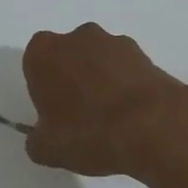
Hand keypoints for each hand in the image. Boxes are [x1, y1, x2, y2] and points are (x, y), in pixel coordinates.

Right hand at [21, 24, 187, 176]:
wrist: (152, 127)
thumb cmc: (88, 132)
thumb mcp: (47, 150)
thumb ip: (37, 140)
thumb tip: (42, 138)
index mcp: (43, 53)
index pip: (35, 64)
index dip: (43, 89)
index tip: (52, 112)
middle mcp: (76, 38)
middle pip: (68, 56)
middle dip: (71, 78)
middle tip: (79, 115)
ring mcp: (113, 42)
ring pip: (98, 59)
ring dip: (100, 79)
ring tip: (110, 118)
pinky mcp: (144, 54)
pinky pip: (125, 69)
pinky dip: (125, 85)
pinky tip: (131, 114)